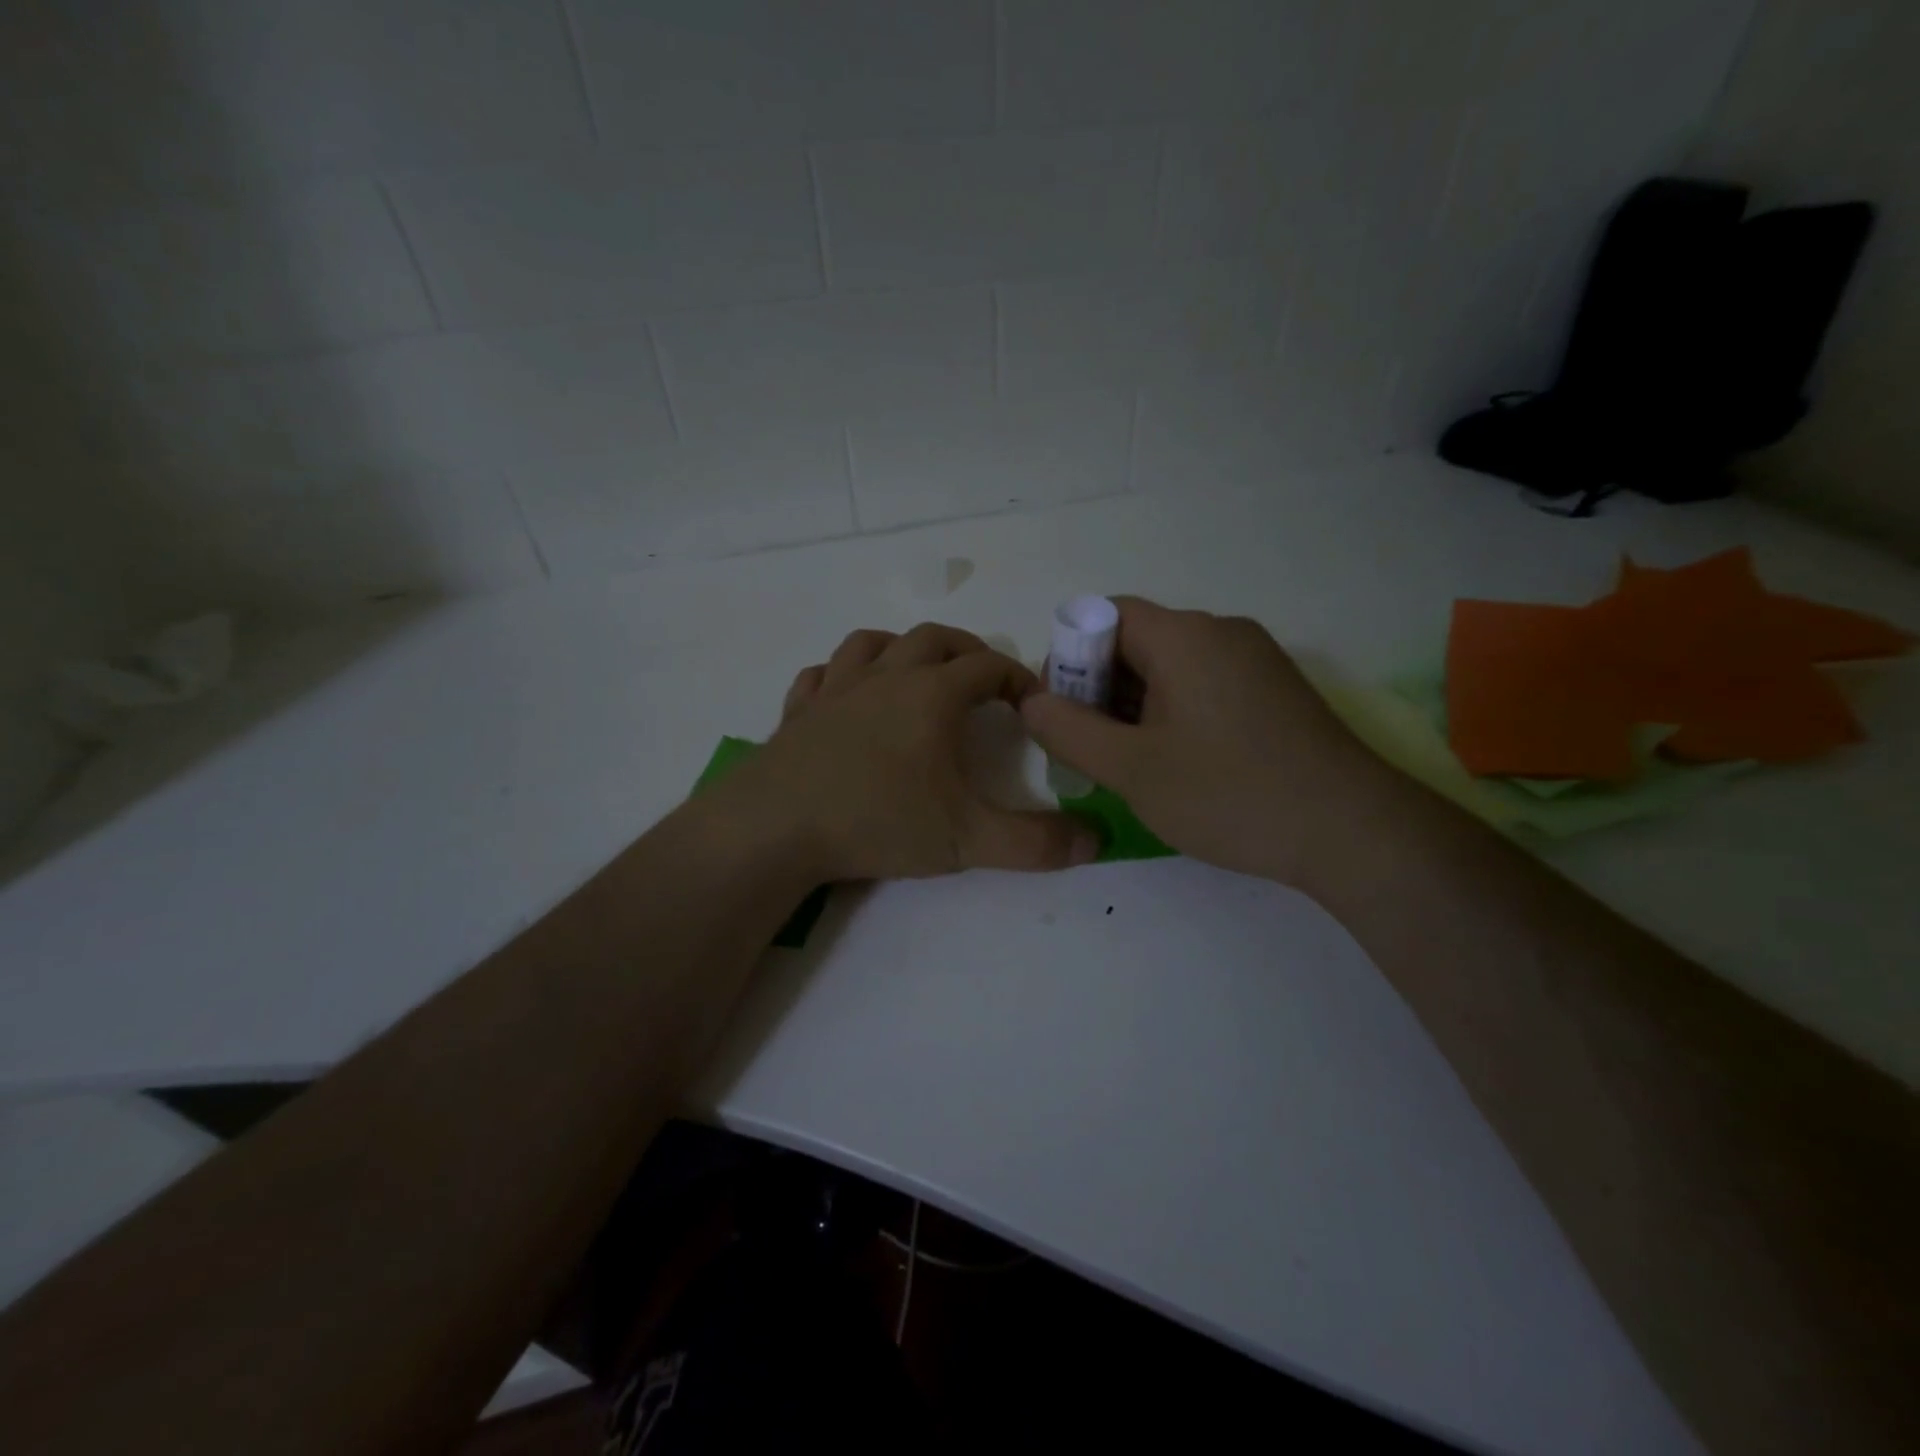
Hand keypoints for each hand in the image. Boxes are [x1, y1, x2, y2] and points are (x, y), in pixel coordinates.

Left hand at [726, 624, 1101, 881]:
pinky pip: (821, 674)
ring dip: (903, 649)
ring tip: (917, 672)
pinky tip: (846, 696)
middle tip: (983, 678)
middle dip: (966, 652)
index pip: (987, 667)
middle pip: (933, 640)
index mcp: (931, 695)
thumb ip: (1036, 843)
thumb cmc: (877, 821)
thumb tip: (1097, 841)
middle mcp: (884, 678)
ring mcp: (834, 690)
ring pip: (873, 643)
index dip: (1017, 677)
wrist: (775, 827)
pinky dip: (843, 675)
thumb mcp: (967, 840)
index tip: (1032, 700)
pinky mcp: (797, 711)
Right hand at [1021, 597, 1393, 884]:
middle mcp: (1221, 631)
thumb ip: (1068, 730)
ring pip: (1171, 666)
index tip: (1061, 712)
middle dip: (1099, 687)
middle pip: (1137, 640)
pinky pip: (1204, 685)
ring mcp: (1255, 659)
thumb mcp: (1131, 769)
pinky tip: (1177, 763)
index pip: (1103, 616)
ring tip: (1130, 763)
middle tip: (1089, 747)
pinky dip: (1174, 712)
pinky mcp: (1275, 690)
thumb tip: (1031, 701)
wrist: (1352, 832)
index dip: (1069, 657)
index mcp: (1183, 635)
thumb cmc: (1229, 793)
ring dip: (1136, 705)